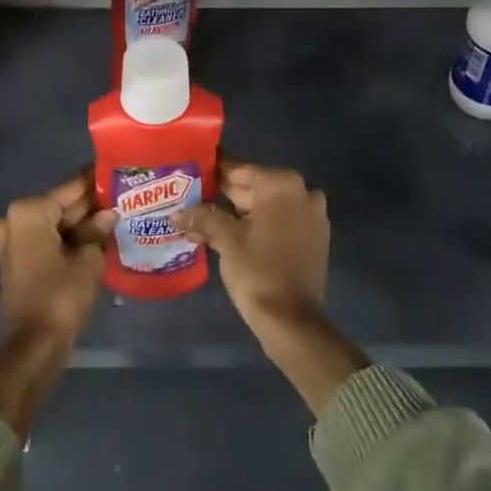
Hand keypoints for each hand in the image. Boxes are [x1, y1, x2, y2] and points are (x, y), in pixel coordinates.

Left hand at [0, 172, 115, 346]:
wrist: (35, 344)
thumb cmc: (61, 295)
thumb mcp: (88, 259)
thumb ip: (98, 230)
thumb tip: (110, 213)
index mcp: (29, 212)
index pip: (71, 188)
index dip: (96, 183)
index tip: (119, 174)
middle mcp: (16, 220)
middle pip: (62, 205)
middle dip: (90, 205)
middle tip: (124, 198)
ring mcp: (14, 241)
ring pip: (56, 223)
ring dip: (83, 223)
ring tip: (118, 216)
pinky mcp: (19, 260)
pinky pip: (49, 240)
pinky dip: (70, 239)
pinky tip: (99, 238)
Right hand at [173, 161, 361, 415]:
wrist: (292, 321)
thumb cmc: (258, 272)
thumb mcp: (226, 240)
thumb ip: (202, 217)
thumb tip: (177, 213)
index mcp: (282, 185)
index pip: (240, 169)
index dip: (213, 171)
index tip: (191, 169)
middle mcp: (302, 192)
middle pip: (254, 187)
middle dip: (223, 193)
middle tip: (191, 194)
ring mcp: (312, 215)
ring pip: (266, 206)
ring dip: (238, 211)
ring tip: (202, 214)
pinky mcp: (313, 238)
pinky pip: (279, 221)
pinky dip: (257, 224)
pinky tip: (228, 232)